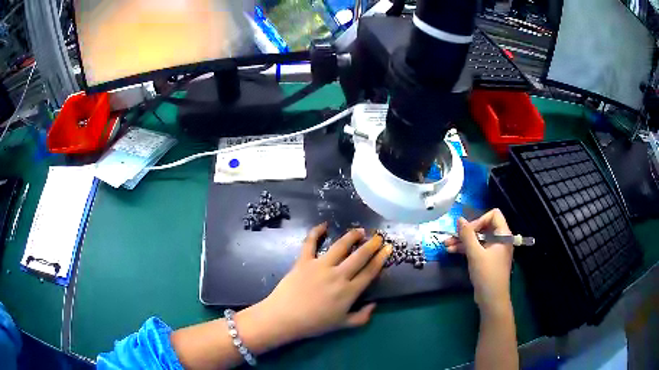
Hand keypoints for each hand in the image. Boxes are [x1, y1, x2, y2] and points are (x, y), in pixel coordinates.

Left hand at [238, 223, 392, 349]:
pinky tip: (323, 225)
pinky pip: (310, 243)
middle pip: (359, 256)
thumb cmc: (314, 324)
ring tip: (359, 231)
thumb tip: (374, 305)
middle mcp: (338, 275)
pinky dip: (316, 232)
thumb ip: (361, 317)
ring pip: (340, 246)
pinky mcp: (303, 261)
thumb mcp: (342, 325)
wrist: (284, 318)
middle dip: (371, 245)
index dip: (380, 259)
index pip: (370, 271)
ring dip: (351, 236)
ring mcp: (320, 266)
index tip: (388, 248)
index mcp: (349, 291)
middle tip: (378, 237)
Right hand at [444, 209, 513, 311]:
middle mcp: (500, 240)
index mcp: (503, 235)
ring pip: (478, 239)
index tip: (467, 231)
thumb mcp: (475, 254)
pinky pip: (477, 249)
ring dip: (463, 241)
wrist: (492, 299)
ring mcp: (494, 250)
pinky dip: (466, 249)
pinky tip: (452, 251)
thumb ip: (467, 235)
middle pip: (483, 227)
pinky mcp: (488, 260)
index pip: (493, 215)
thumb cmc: (487, 274)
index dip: (479, 219)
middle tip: (451, 237)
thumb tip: (459, 218)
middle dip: (466, 232)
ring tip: (446, 245)